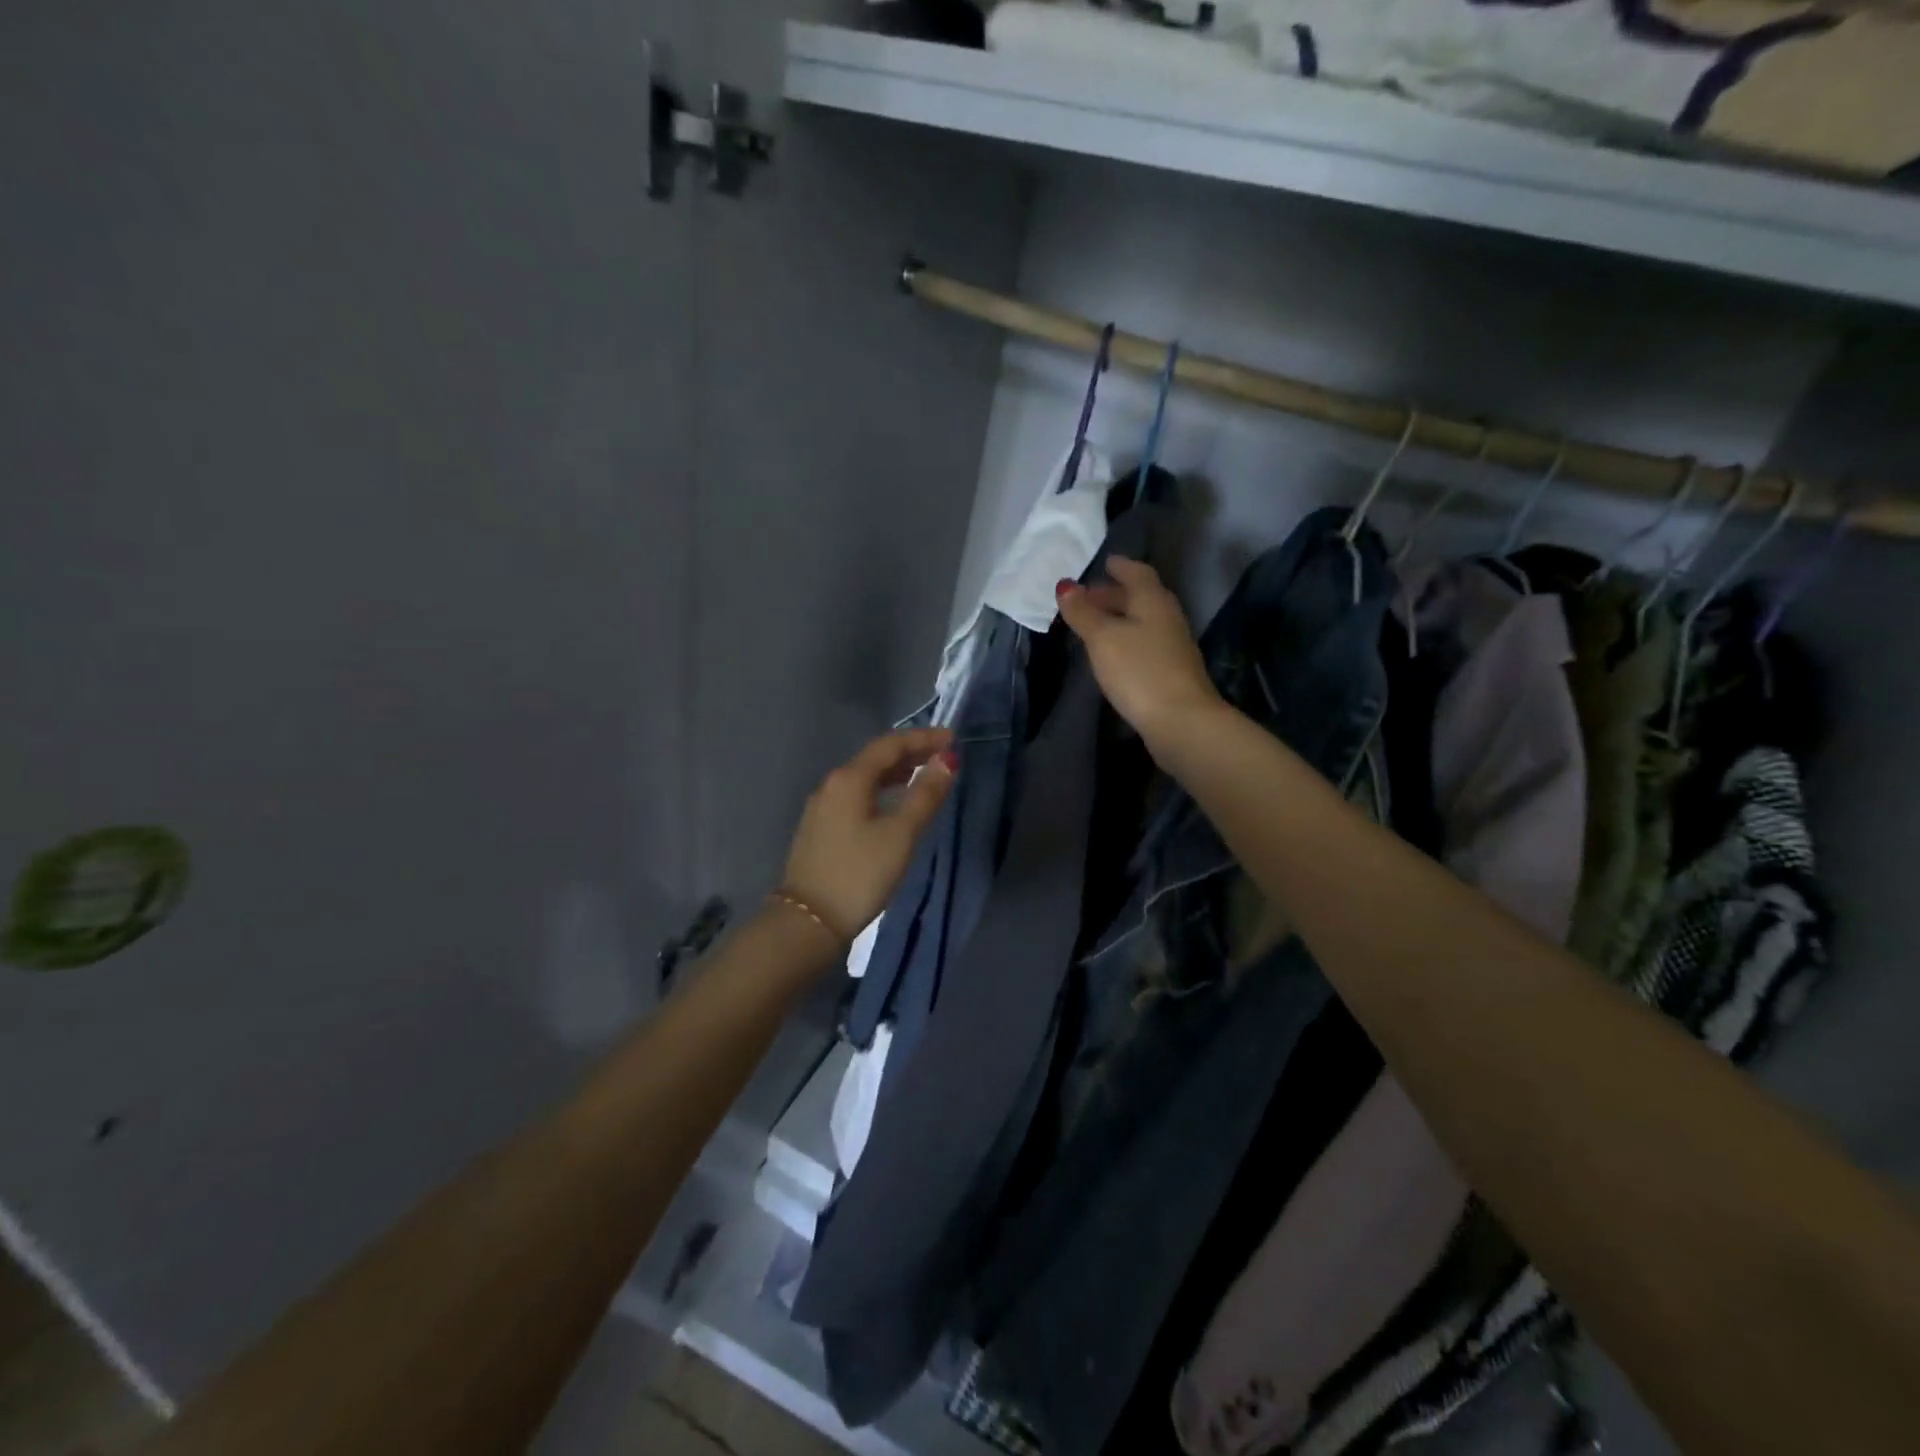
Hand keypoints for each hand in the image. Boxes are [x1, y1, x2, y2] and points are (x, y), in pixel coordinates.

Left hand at [780, 727, 956, 943]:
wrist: (808, 921)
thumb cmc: (860, 874)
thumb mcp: (901, 834)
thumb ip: (925, 795)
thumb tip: (947, 760)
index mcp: (849, 779)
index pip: (890, 745)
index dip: (923, 738)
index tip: (952, 739)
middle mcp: (831, 785)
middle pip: (875, 758)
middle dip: (910, 753)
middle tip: (943, 756)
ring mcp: (821, 807)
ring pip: (864, 777)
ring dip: (895, 772)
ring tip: (923, 776)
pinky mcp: (819, 828)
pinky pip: (855, 795)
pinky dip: (880, 790)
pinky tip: (892, 804)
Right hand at [1056, 557, 1222, 746]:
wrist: (1181, 720)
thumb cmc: (1139, 670)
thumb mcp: (1103, 638)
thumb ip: (1083, 612)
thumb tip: (1066, 585)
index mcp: (1153, 600)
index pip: (1137, 573)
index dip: (1120, 566)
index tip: (1105, 563)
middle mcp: (1167, 617)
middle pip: (1141, 596)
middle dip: (1115, 593)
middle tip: (1088, 596)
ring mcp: (1173, 645)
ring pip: (1143, 621)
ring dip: (1120, 618)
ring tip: (1094, 625)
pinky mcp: (1171, 671)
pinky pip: (1145, 643)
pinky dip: (1127, 639)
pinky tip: (1112, 653)